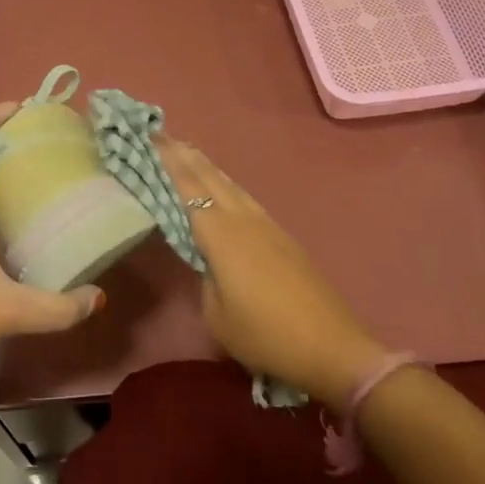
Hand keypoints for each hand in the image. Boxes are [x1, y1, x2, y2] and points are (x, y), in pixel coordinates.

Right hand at [159, 139, 385, 407]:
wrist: (333, 348)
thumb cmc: (266, 335)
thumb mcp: (217, 315)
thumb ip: (205, 278)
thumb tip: (207, 260)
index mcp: (221, 235)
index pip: (188, 187)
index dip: (168, 161)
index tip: (151, 137)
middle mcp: (243, 219)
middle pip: (209, 177)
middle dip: (185, 154)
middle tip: (162, 135)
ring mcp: (267, 225)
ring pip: (230, 184)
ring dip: (206, 165)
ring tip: (188, 151)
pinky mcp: (282, 237)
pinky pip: (244, 198)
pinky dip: (225, 183)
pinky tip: (222, 186)